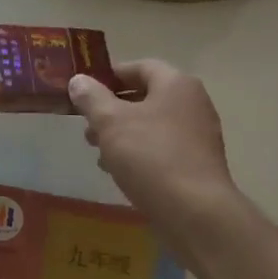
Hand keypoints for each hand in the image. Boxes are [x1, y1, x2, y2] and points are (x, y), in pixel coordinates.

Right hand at [68, 61, 238, 230]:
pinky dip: (139, 154)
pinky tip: (119, 172)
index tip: (83, 91)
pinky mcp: (197, 164)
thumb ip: (91, 97)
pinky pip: (162, 149)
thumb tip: (79, 80)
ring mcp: (198, 135)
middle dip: (112, 110)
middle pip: (146, 97)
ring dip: (122, 134)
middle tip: (86, 126)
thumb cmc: (150, 156)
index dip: (109, 75)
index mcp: (176, 84)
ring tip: (98, 152)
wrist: (195, 212)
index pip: (139, 67)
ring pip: (152, 126)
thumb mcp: (110, 122)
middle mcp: (193, 104)